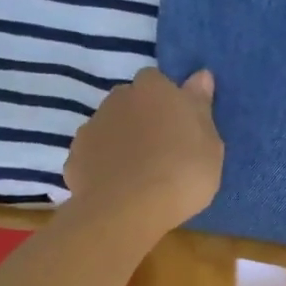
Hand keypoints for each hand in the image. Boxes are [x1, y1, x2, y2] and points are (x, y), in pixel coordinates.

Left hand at [64, 68, 223, 232]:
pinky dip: (104, 166)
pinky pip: (94, 156)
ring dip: (122, 141)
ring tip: (138, 173)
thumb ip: (201, 107)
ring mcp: (92, 126)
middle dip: (142, 118)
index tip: (177, 125)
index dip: (167, 101)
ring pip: (110, 127)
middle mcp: (119, 98)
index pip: (158, 81)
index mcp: (154, 89)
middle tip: (160, 150)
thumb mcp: (210, 144)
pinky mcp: (75, 156)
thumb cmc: (182, 173)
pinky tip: (117, 188)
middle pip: (131, 101)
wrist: (128, 210)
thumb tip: (201, 76)